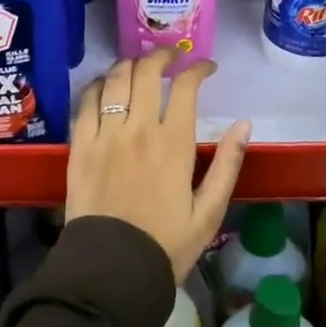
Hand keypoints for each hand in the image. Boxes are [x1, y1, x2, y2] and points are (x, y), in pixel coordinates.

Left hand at [65, 49, 252, 280]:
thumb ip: (228, 164)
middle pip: (147, 72)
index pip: (186, 86)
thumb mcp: (209, 211)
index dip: (197, 69)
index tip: (206, 68)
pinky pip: (86, 102)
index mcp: (174, 143)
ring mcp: (105, 134)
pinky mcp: (80, 145)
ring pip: (115, 79)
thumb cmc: (166, 244)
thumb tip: (245, 124)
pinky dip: (98, 85)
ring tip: (139, 65)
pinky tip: (105, 85)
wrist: (112, 270)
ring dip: (129, 64)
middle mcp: (138, 128)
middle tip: (172, 57)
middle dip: (162, 55)